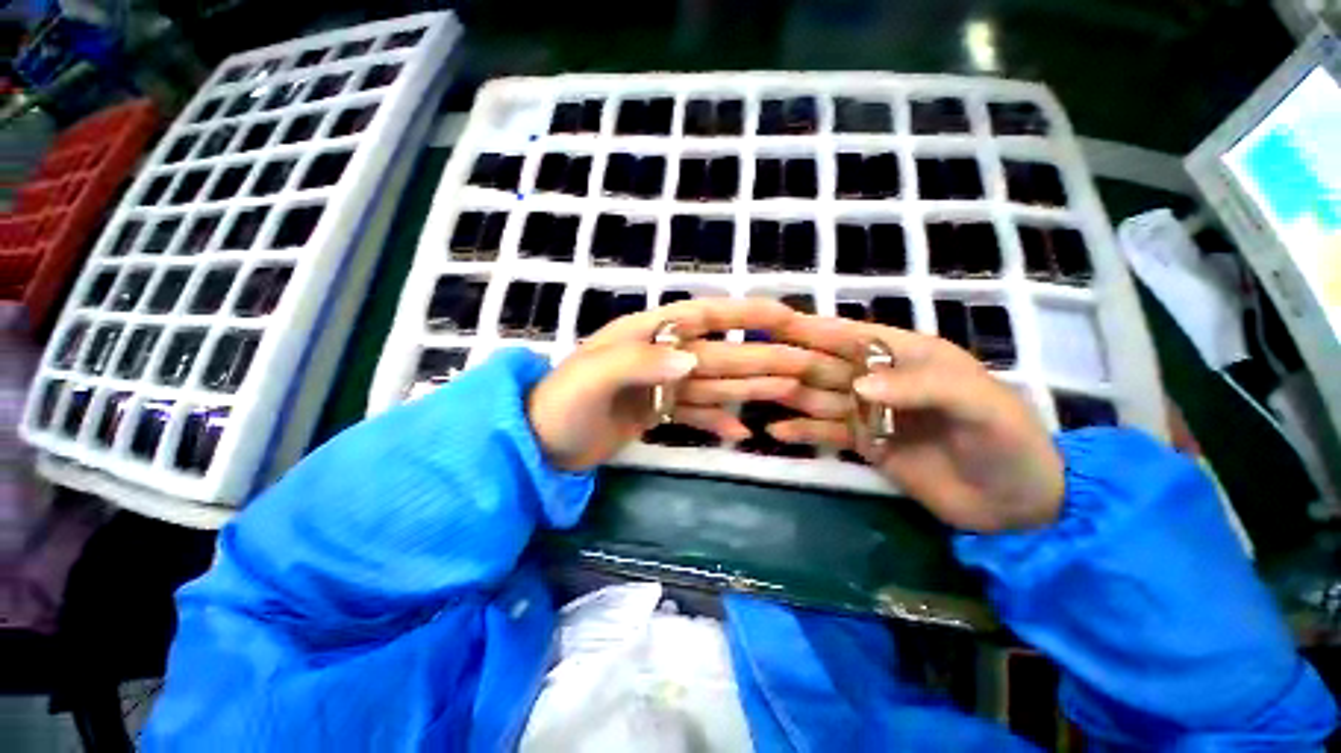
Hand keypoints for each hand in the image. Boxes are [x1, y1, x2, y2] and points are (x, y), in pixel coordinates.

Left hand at [528, 298, 857, 470]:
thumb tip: (691, 360)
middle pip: (720, 353)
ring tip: (789, 392)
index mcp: (647, 334)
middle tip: (804, 365)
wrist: (538, 443)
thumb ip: (639, 363)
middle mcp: (660, 354)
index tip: (786, 316)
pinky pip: (695, 412)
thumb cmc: (560, 406)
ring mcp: (662, 385)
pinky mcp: (658, 411)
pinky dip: (718, 421)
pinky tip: (741, 432)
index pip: (704, 316)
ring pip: (714, 383)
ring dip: (750, 387)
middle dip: (762, 357)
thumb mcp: (592, 379)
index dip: (745, 314)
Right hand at [769, 316, 1064, 531]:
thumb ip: (920, 387)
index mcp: (907, 356)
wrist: (1018, 504)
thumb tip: (858, 386)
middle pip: (826, 365)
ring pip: (819, 397)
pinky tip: (774, 431)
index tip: (775, 322)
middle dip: (791, 361)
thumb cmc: (1008, 443)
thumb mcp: (978, 406)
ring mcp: (869, 412)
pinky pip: (826, 433)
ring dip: (788, 394)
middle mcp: (881, 379)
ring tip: (752, 393)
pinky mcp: (865, 444)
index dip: (815, 327)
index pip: (852, 334)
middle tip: (750, 361)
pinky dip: (801, 431)